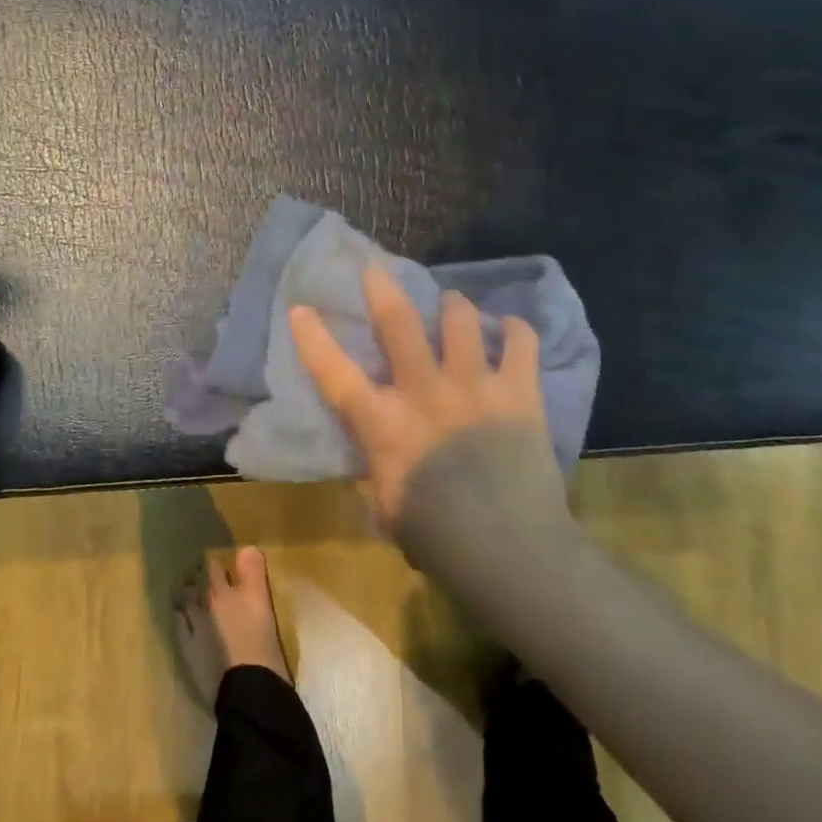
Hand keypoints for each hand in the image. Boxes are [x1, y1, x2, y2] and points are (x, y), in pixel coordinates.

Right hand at [288, 266, 546, 532]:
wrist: (512, 552)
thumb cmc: (438, 539)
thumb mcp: (388, 507)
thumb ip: (379, 468)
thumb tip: (378, 451)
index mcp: (384, 424)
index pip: (335, 374)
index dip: (313, 339)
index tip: (300, 308)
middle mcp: (424, 391)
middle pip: (398, 323)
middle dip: (383, 289)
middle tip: (376, 269)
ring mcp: (473, 386)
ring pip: (460, 320)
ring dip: (454, 306)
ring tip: (454, 305)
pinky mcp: (518, 391)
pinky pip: (521, 342)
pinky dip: (516, 330)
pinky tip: (511, 329)